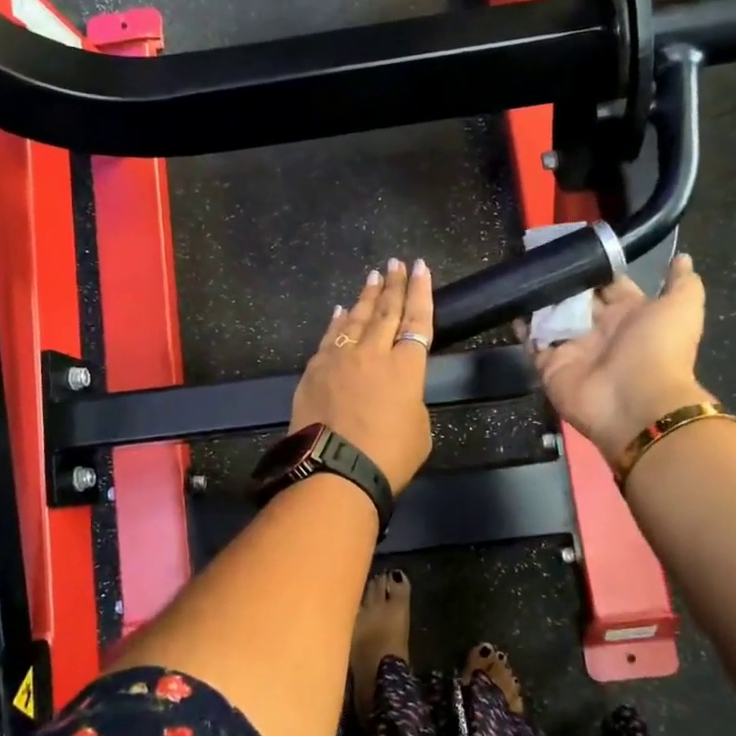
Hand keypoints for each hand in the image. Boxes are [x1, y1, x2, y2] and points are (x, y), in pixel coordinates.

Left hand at [289, 258, 434, 491]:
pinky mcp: (314, 369)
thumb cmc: (388, 457)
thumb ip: (410, 399)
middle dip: (393, 284)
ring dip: (366, 296)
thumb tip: (395, 390)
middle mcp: (373, 353)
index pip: (417, 320)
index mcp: (406, 367)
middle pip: (385, 311)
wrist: (334, 471)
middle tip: (396, 263)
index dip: (420, 292)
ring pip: (356, 319)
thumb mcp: (419, 429)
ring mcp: (340, 358)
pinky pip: (330, 337)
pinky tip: (341, 311)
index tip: (420, 268)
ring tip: (373, 277)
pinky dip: (338, 322)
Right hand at [530, 253, 711, 463]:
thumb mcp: (681, 308)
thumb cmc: (658, 349)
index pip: (607, 285)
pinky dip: (522, 327)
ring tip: (520, 277)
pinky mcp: (550, 365)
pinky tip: (513, 306)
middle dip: (561, 281)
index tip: (574, 247)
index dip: (594, 267)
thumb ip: (682, 282)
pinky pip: (532, 343)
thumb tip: (683, 258)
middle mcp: (599, 330)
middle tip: (539, 258)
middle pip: (575, 299)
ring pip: (551, 318)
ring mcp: (573, 348)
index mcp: (629, 314)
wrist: (636, 402)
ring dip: (538, 300)